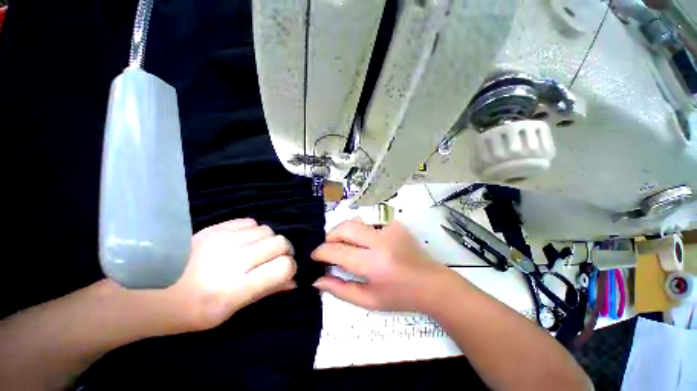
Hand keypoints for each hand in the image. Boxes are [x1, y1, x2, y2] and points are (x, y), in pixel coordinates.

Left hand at [139, 218, 296, 334]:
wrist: (144, 293)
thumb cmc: (187, 313)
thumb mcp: (227, 313)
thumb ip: (264, 292)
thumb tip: (292, 281)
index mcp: (232, 290)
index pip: (282, 267)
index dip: (290, 269)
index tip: (286, 273)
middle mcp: (231, 261)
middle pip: (280, 243)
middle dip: (285, 253)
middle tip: (275, 261)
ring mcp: (222, 240)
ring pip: (268, 230)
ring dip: (270, 241)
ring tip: (259, 251)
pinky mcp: (214, 228)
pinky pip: (251, 222)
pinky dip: (255, 231)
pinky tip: (246, 241)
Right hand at [311, 220, 457, 313]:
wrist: (431, 283)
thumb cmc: (400, 296)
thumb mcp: (369, 300)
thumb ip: (340, 290)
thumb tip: (317, 279)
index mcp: (374, 264)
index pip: (338, 251)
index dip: (321, 251)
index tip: (314, 255)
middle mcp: (381, 241)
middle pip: (345, 228)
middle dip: (330, 235)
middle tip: (328, 247)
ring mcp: (389, 228)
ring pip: (356, 221)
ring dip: (344, 231)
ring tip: (344, 244)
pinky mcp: (395, 223)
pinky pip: (369, 223)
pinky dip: (361, 231)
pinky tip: (365, 242)